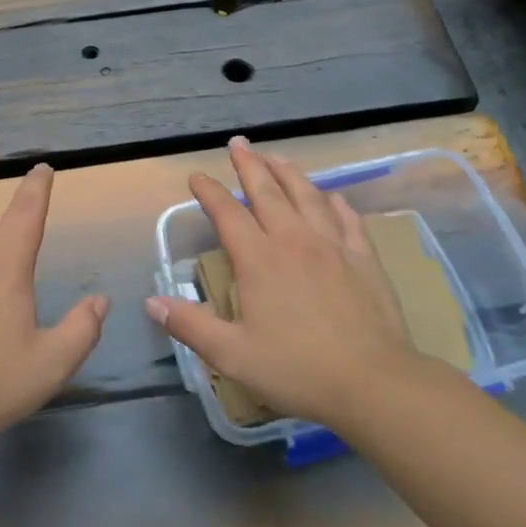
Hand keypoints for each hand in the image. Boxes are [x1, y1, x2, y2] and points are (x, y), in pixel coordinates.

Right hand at [146, 137, 431, 430]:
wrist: (374, 382)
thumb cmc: (297, 369)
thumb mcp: (232, 354)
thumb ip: (190, 325)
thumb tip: (152, 302)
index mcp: (259, 259)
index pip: (227, 213)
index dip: (209, 192)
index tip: (196, 177)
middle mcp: (294, 240)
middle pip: (268, 191)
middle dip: (250, 165)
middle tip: (239, 144)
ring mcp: (333, 246)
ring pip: (308, 196)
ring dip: (289, 173)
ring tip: (277, 158)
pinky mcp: (364, 258)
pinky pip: (347, 218)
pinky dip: (335, 202)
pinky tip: (332, 197)